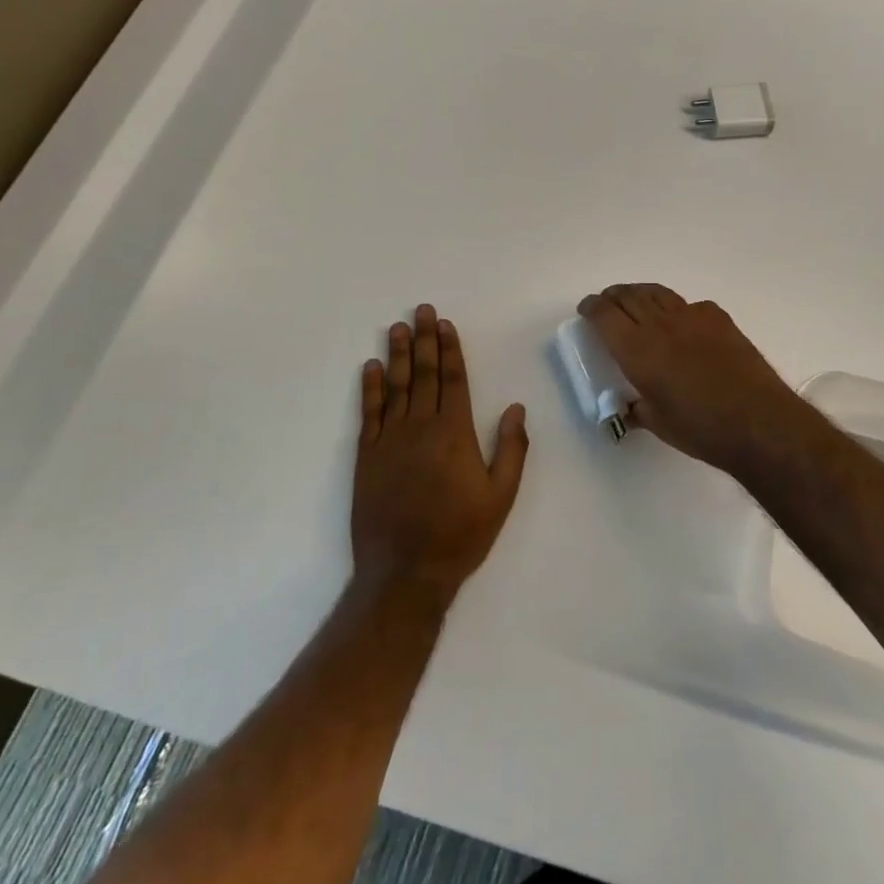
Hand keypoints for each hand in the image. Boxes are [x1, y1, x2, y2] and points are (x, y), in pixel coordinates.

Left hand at [352, 305, 529, 599]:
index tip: (446, 324)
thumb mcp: (501, 496)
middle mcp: (420, 427)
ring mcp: (390, 440)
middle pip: (424, 375)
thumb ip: (511, 450)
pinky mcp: (367, 457)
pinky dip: (370, 388)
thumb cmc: (460, 535)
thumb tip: (515, 408)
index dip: (450, 350)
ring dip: (398, 354)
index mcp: (454, 434)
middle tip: (421, 310)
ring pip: (396, 387)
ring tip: (398, 327)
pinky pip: (369, 413)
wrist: (404, 572)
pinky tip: (371, 367)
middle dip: (425, 340)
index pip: (453, 380)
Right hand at [578, 284, 814, 477]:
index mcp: (638, 350)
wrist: (758, 420)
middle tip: (606, 303)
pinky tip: (680, 323)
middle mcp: (661, 325)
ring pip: (658, 293)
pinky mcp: (719, 319)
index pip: (605, 315)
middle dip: (613, 296)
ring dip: (640, 294)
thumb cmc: (701, 429)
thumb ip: (638, 409)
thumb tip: (631, 407)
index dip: (592, 307)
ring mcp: (692, 317)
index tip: (586, 309)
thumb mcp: (658, 424)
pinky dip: (675, 308)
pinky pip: (689, 304)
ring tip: (635, 301)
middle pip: (629, 296)